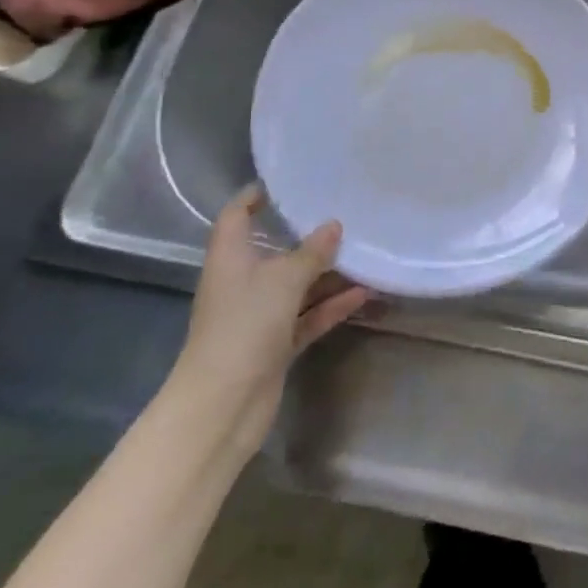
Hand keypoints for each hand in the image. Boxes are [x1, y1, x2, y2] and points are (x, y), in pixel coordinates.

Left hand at [168, 184, 370, 451]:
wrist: (222, 406)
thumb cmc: (244, 326)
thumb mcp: (283, 279)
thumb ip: (311, 251)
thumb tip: (334, 225)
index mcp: (231, 258)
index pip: (237, 215)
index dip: (257, 196)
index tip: (289, 181)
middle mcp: (242, 282)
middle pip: (275, 250)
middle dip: (308, 235)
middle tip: (345, 212)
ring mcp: (259, 315)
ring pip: (297, 285)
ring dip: (328, 273)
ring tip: (366, 252)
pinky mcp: (275, 343)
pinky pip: (308, 315)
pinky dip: (332, 305)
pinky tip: (365, 292)